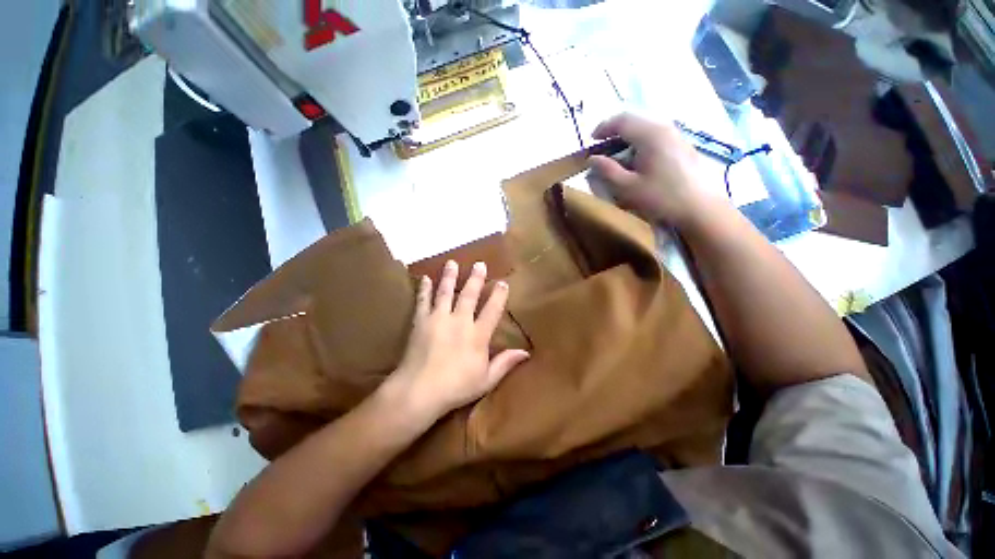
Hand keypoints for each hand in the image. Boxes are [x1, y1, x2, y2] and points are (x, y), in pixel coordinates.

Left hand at [388, 260, 529, 421]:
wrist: (419, 391)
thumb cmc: (456, 387)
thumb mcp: (486, 379)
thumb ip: (505, 363)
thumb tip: (526, 352)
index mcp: (477, 335)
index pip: (492, 310)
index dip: (499, 295)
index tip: (503, 282)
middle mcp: (459, 321)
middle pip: (469, 295)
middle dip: (475, 278)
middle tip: (479, 263)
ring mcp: (438, 319)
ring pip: (445, 292)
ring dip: (449, 276)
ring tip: (452, 262)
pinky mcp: (421, 322)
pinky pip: (423, 301)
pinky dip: (424, 289)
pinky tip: (425, 278)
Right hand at [588, 113, 723, 227]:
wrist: (700, 208)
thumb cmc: (661, 198)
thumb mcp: (628, 187)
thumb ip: (607, 170)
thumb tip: (592, 159)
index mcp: (650, 134)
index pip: (622, 120)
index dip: (603, 127)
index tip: (591, 140)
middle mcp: (665, 128)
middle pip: (635, 120)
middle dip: (614, 131)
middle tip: (602, 147)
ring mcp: (676, 135)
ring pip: (646, 128)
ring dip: (628, 138)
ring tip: (617, 155)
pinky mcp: (682, 145)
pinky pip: (656, 135)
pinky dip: (640, 143)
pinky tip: (638, 160)